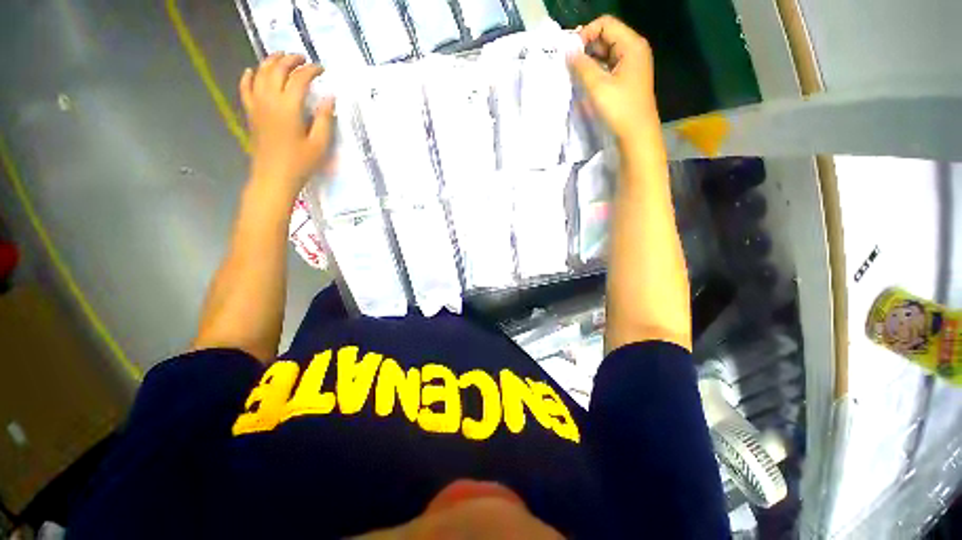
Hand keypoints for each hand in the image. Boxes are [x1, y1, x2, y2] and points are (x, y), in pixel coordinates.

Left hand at [239, 53, 334, 200]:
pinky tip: (251, 71)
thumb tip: (329, 98)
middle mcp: (269, 100)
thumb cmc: (300, 163)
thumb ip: (324, 119)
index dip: (311, 70)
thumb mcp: (320, 144)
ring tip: (281, 57)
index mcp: (289, 107)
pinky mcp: (250, 113)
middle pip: (277, 69)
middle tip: (302, 58)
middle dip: (290, 59)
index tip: (322, 69)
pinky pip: (245, 88)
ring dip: (270, 62)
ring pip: (260, 73)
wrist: (273, 177)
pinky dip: (248, 76)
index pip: (299, 79)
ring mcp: (257, 105)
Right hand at [568, 16, 657, 145]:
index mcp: (631, 45)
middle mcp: (634, 50)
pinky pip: (608, 67)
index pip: (605, 24)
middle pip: (606, 37)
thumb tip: (568, 51)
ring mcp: (631, 65)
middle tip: (569, 65)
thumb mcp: (598, 86)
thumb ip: (581, 66)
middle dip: (586, 48)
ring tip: (574, 75)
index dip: (586, 34)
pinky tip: (585, 82)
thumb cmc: (620, 109)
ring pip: (606, 53)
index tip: (570, 54)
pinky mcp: (627, 78)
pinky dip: (596, 71)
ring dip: (589, 61)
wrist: (636, 135)